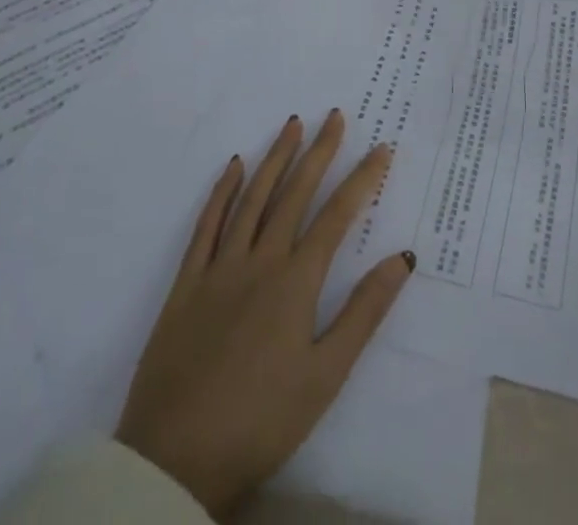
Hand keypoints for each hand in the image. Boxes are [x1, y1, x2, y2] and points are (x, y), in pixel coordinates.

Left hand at [116, 111, 413, 516]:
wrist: (174, 461)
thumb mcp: (326, 375)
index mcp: (296, 282)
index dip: (362, 179)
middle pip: (295, 194)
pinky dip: (222, 192)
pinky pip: (206, 225)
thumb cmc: (261, 421)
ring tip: (292, 125)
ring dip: (275, 158)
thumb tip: (403, 257)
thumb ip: (364, 312)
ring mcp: (219, 268)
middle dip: (319, 152)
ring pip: (252, 198)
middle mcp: (260, 260)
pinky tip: (233, 166)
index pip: (337, 216)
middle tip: (335, 116)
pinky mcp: (186, 284)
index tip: (381, 148)